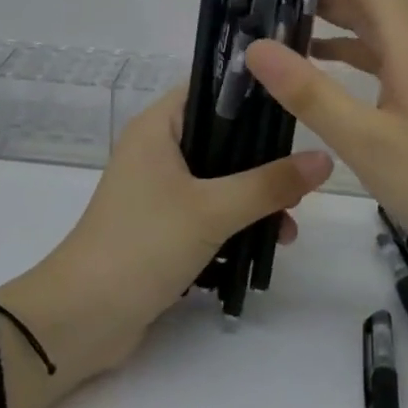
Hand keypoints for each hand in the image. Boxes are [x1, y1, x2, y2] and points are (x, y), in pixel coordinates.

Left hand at [15, 87, 332, 381]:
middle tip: (303, 172)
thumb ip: (270, 184)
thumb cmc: (143, 244)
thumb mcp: (213, 209)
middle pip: (221, 136)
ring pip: (219, 176)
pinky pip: (208, 208)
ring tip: (292, 221)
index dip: (252, 92)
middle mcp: (156, 149)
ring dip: (254, 195)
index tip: (296, 105)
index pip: (210, 88)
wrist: (82, 320)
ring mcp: (158, 189)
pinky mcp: (162, 225)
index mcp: (158, 126)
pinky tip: (270, 241)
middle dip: (263, 156)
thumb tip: (324, 159)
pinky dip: (236, 219)